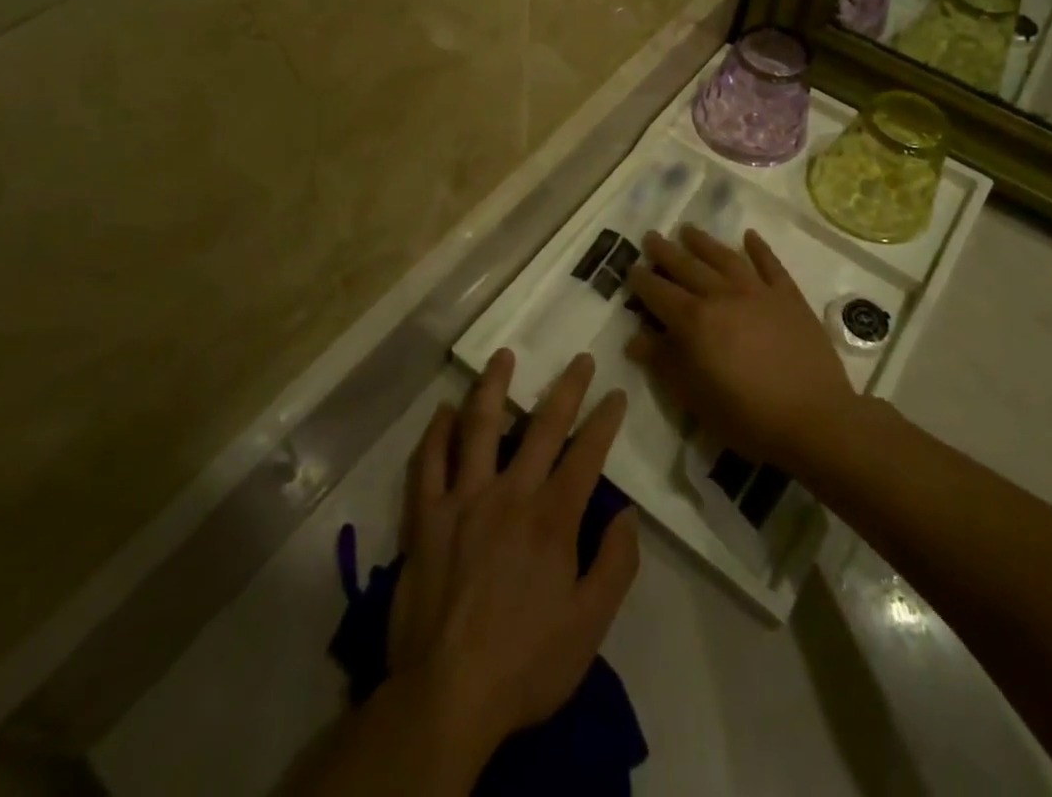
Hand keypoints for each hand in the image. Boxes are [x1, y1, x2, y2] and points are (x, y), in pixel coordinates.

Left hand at [386, 350, 638, 756]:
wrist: (446, 695)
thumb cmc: (525, 663)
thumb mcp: (589, 627)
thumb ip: (615, 566)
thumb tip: (626, 514)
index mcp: (551, 519)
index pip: (585, 455)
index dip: (603, 421)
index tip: (615, 394)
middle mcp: (509, 493)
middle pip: (541, 427)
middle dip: (566, 390)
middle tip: (579, 359)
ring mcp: (463, 499)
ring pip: (479, 426)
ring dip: (494, 386)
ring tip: (503, 356)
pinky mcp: (425, 515)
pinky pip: (429, 462)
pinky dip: (437, 433)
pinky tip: (444, 411)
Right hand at [624, 226, 855, 470]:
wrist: (815, 418)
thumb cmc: (747, 415)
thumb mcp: (694, 398)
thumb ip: (663, 362)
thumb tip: (635, 338)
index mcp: (694, 321)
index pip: (659, 292)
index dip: (642, 280)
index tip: (630, 267)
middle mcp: (721, 295)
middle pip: (687, 266)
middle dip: (665, 251)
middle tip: (650, 236)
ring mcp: (758, 291)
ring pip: (724, 257)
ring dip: (703, 242)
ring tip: (687, 229)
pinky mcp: (788, 296)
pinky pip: (770, 264)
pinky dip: (759, 248)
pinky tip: (749, 235)